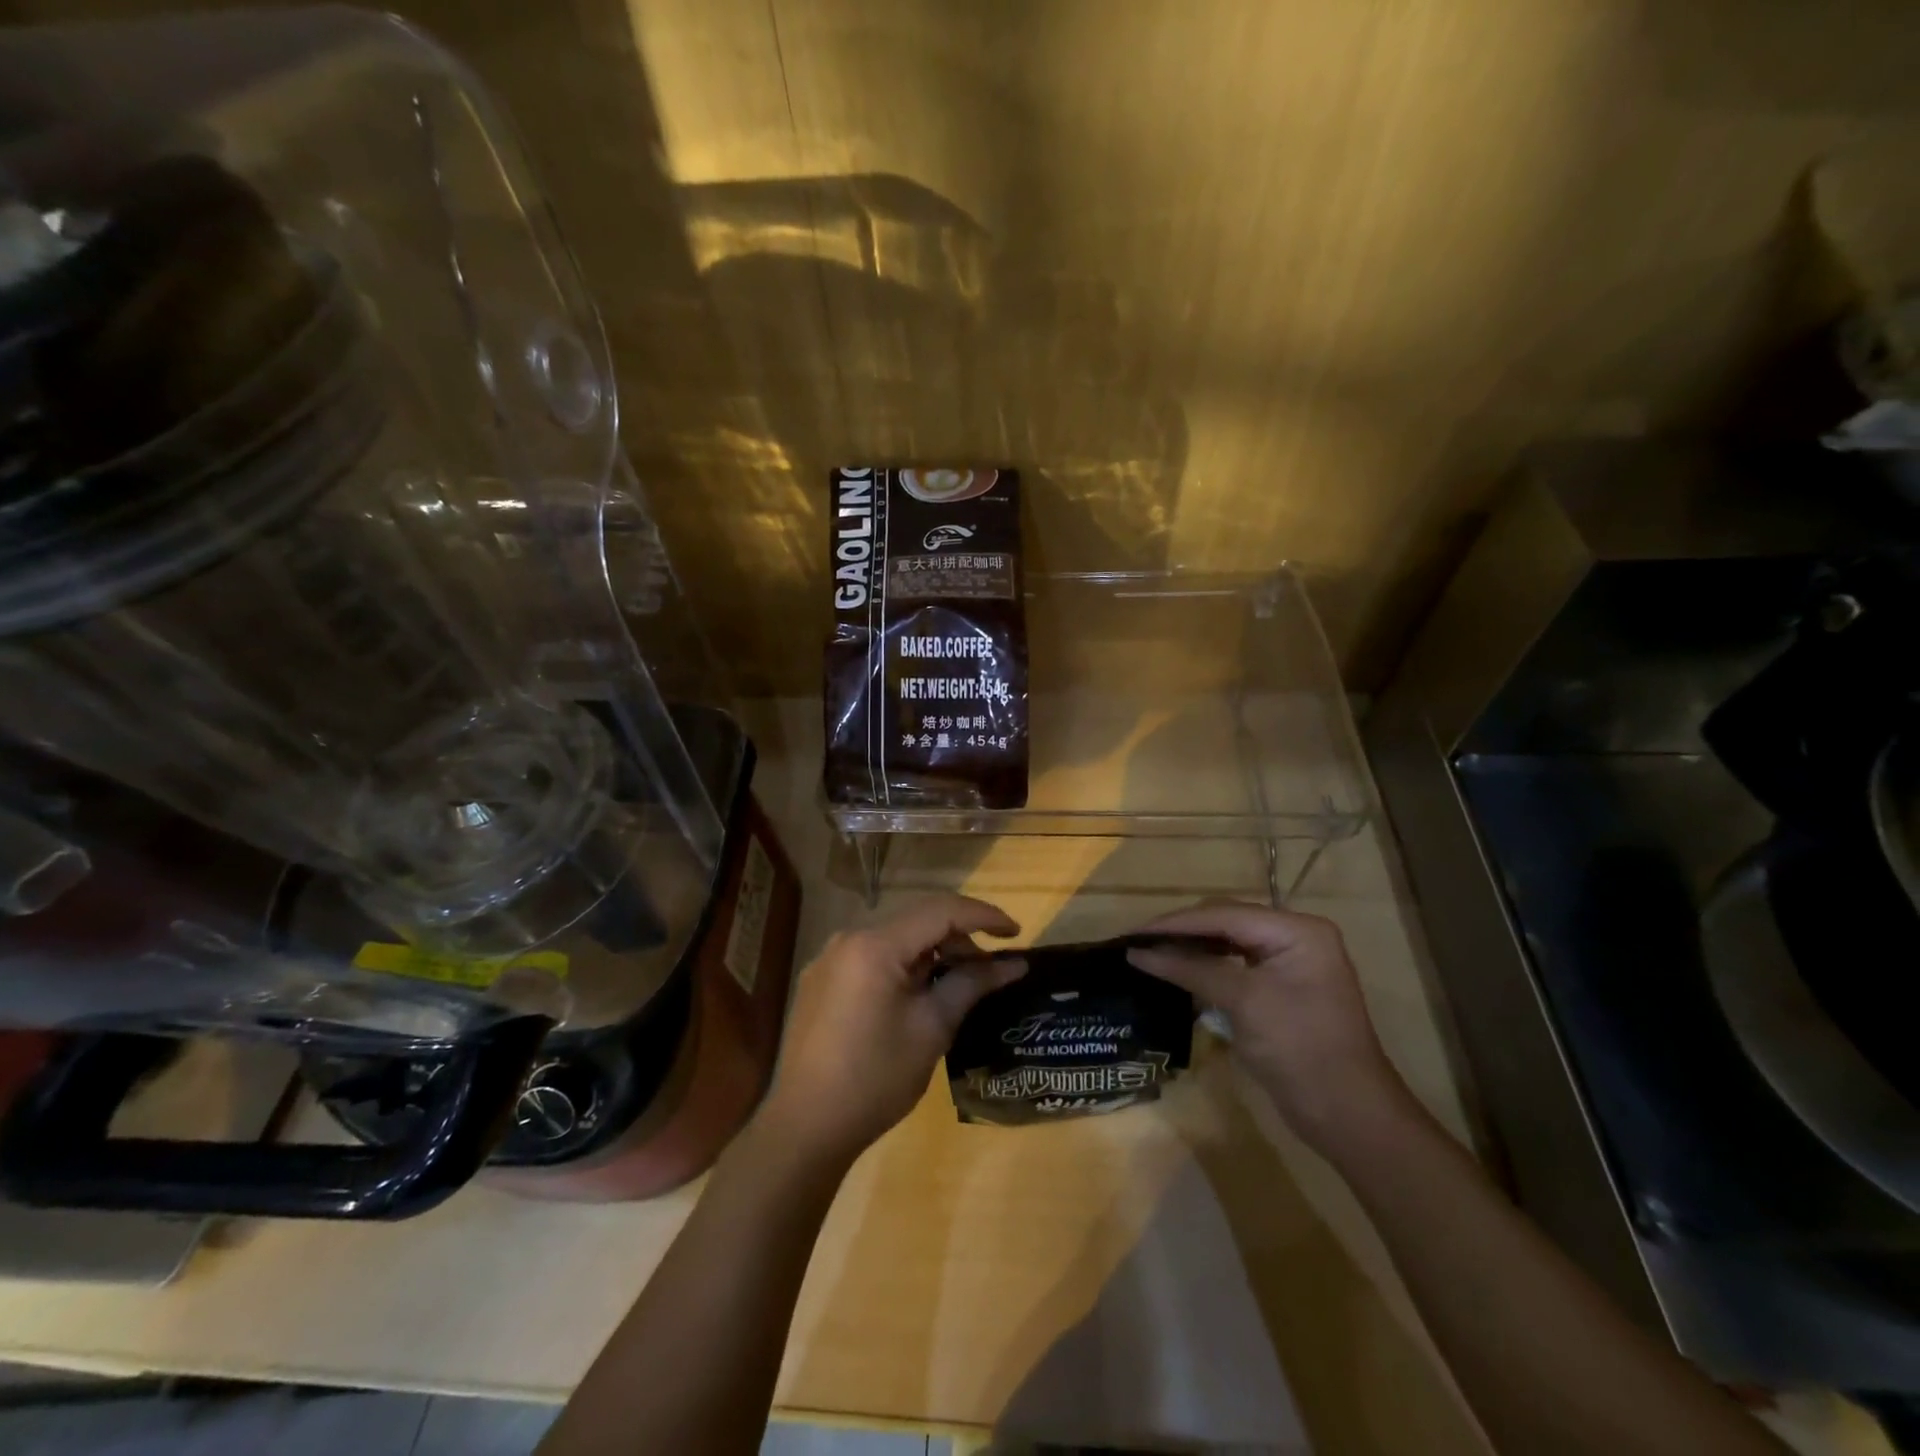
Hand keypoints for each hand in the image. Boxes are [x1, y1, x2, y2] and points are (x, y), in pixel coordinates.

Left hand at [762, 895, 1023, 1163]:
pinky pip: (873, 957)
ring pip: (895, 938)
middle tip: (990, 968)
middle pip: (916, 920)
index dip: (983, 916)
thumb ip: (972, 984)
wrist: (805, 1128)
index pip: (940, 910)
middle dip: (959, 937)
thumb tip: (1014, 964)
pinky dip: (904, 965)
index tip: (1016, 933)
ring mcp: (830, 959)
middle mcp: (848, 938)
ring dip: (932, 952)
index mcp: (875, 945)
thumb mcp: (932, 1029)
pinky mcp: (821, 981)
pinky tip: (918, 995)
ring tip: (959, 983)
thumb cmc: (875, 1078)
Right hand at [1127, 901, 1412, 1157]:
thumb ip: (1191, 969)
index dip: (1175, 923)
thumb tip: (1139, 953)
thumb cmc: (1299, 1048)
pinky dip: (1207, 967)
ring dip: (1191, 948)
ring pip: (1227, 942)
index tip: (1132, 933)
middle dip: (1181, 931)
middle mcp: (1295, 936)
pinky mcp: (1282, 987)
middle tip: (1138, 943)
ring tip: (1151, 954)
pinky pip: (1236, 964)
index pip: (1224, 914)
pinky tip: (1180, 972)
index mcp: (1296, 929)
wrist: (1348, 1115)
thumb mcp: (1243, 1002)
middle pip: (1225, 921)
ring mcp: (1290, 962)